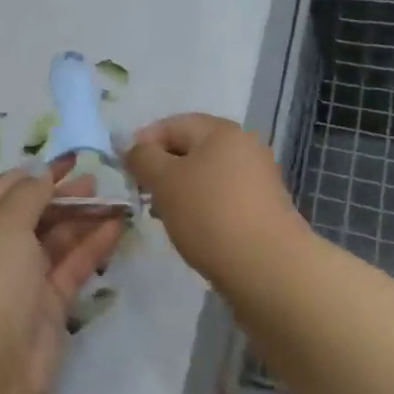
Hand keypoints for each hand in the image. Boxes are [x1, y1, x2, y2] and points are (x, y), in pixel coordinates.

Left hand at [0, 159, 124, 393]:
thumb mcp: (3, 225)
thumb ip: (28, 194)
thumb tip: (42, 172)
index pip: (7, 187)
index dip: (40, 171)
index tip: (74, 157)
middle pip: (33, 213)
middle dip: (64, 195)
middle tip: (100, 180)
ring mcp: (20, 280)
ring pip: (55, 240)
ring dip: (83, 219)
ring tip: (117, 200)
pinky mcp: (46, 307)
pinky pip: (71, 267)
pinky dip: (92, 246)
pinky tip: (116, 228)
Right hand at [125, 114, 309, 284]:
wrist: (269, 269)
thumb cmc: (210, 214)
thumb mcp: (164, 181)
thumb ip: (142, 158)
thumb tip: (133, 146)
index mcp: (221, 131)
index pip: (172, 125)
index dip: (143, 142)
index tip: (125, 170)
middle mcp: (243, 147)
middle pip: (190, 149)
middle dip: (161, 169)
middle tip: (141, 194)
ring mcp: (257, 179)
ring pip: (205, 176)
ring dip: (180, 191)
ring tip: (162, 216)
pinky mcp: (262, 209)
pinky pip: (221, 198)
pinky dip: (201, 208)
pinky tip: (191, 231)